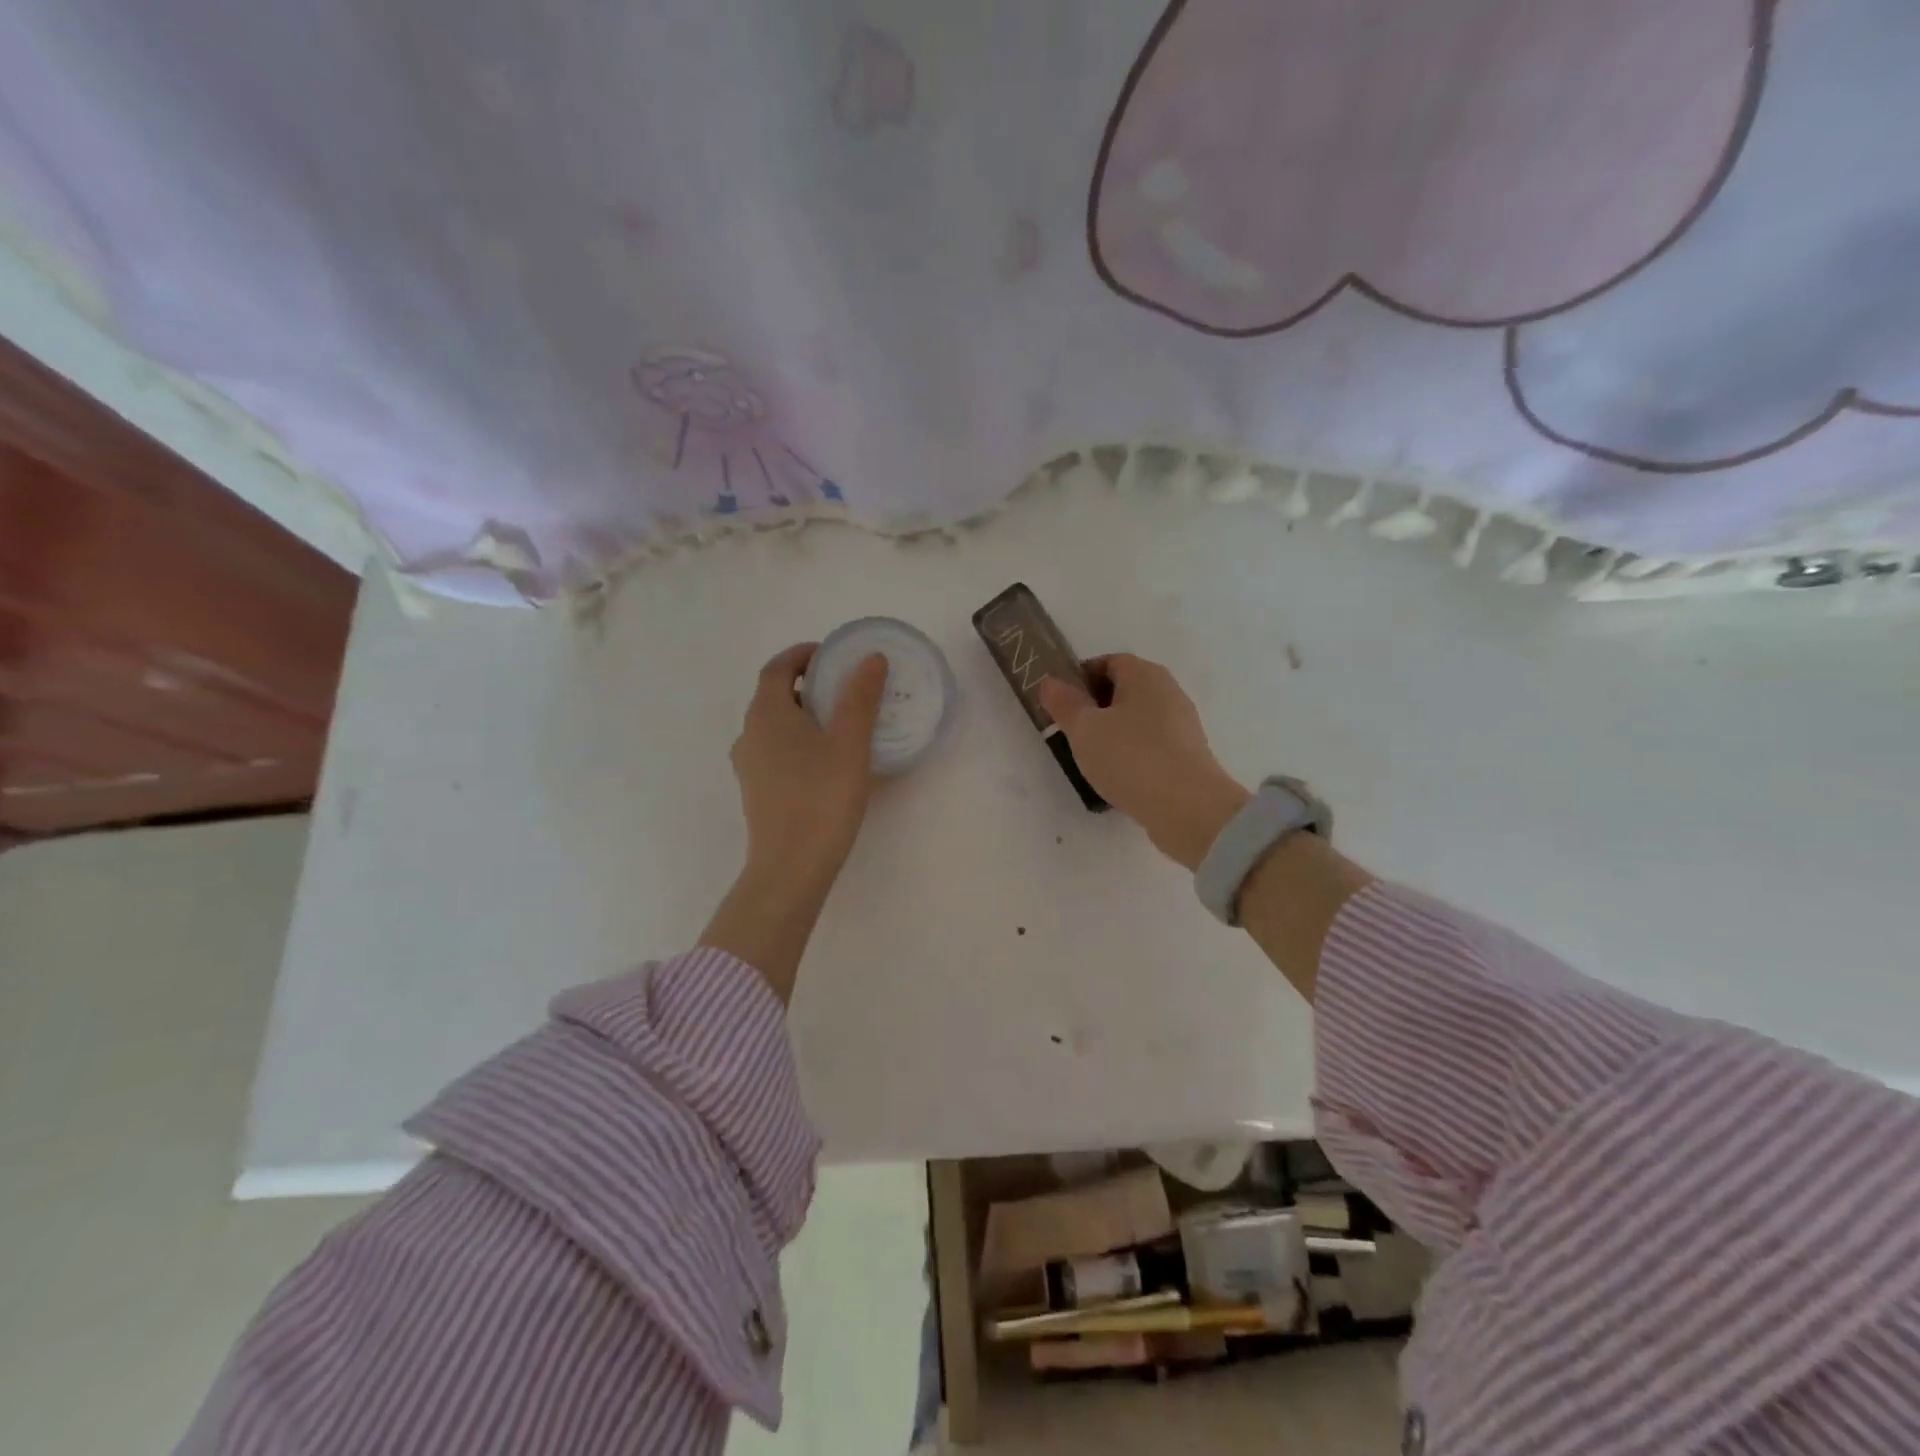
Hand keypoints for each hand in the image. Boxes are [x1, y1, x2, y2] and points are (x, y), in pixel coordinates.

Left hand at [730, 641, 888, 890]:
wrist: (790, 868)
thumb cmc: (821, 799)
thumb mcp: (849, 744)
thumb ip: (860, 698)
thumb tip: (870, 658)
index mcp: (766, 715)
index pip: (777, 668)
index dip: (803, 654)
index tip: (833, 655)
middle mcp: (749, 734)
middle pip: (775, 695)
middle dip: (809, 684)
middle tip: (847, 688)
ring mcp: (749, 766)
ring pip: (776, 726)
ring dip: (805, 715)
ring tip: (843, 724)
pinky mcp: (757, 791)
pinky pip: (776, 751)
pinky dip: (799, 741)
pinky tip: (828, 761)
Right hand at [1039, 654, 1250, 869]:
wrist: (1188, 808)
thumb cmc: (1131, 757)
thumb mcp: (1085, 729)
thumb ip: (1065, 703)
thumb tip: (1050, 682)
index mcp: (1145, 674)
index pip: (1108, 662)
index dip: (1080, 678)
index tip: (1061, 703)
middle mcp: (1168, 691)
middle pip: (1124, 689)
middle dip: (1095, 707)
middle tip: (1070, 731)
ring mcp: (1182, 724)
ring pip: (1137, 719)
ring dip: (1112, 732)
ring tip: (1090, 757)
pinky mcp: (1187, 754)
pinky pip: (1150, 744)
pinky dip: (1131, 752)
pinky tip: (1117, 776)